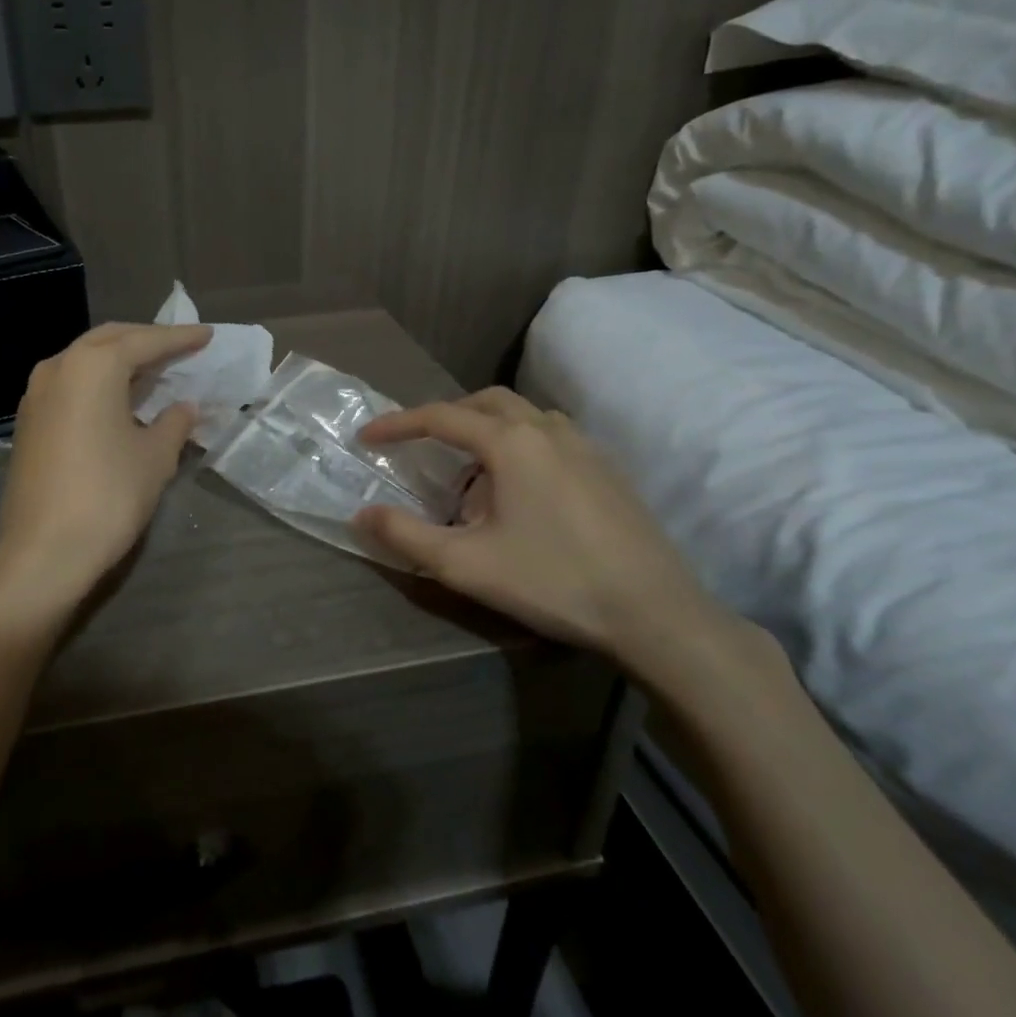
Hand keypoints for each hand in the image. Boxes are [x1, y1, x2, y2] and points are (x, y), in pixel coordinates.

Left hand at [0, 322, 212, 628]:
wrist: (43, 551)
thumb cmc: (108, 495)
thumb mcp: (154, 458)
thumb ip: (174, 423)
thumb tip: (184, 407)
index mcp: (94, 366)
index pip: (145, 342)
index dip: (180, 339)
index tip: (207, 335)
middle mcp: (59, 367)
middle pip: (109, 340)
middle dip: (146, 341)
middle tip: (180, 347)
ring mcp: (36, 393)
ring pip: (85, 360)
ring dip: (119, 360)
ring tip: (152, 370)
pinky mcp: (28, 420)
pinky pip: (70, 383)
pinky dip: (98, 381)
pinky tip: (118, 399)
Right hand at [353, 388, 730, 670]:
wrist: (655, 613)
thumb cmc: (552, 581)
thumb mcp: (464, 564)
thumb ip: (405, 535)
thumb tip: (360, 515)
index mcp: (511, 443)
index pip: (441, 417)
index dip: (398, 424)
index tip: (367, 437)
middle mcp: (548, 431)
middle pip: (487, 403)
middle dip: (446, 416)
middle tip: (420, 443)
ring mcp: (586, 447)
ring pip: (525, 416)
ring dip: (487, 427)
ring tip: (469, 468)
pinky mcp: (608, 470)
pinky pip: (551, 437)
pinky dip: (520, 444)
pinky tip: (519, 489)